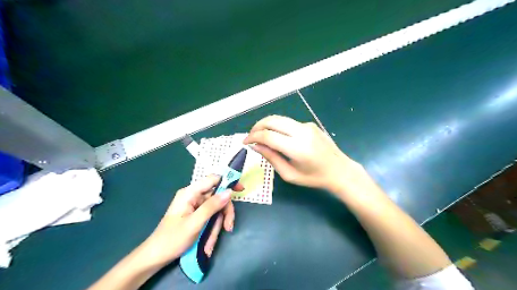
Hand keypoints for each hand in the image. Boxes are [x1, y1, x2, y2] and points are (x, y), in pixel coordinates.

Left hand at [138, 174, 241, 266]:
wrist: (155, 257)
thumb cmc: (172, 239)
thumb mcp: (194, 223)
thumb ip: (212, 206)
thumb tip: (229, 192)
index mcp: (190, 193)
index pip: (213, 179)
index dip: (228, 182)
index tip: (241, 190)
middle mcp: (193, 197)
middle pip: (217, 198)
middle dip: (223, 214)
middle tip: (228, 227)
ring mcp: (195, 207)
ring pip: (215, 211)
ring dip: (216, 227)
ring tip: (210, 244)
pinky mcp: (196, 216)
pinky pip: (210, 219)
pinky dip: (211, 231)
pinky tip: (207, 245)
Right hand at [244, 115, 360, 194]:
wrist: (340, 170)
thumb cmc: (314, 177)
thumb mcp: (289, 174)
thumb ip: (271, 158)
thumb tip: (255, 146)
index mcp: (297, 148)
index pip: (268, 135)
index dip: (253, 137)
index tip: (245, 142)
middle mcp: (302, 132)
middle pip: (272, 120)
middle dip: (257, 126)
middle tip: (250, 136)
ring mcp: (307, 125)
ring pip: (279, 118)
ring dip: (266, 124)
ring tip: (260, 135)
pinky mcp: (310, 124)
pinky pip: (288, 123)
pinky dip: (278, 127)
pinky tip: (277, 137)